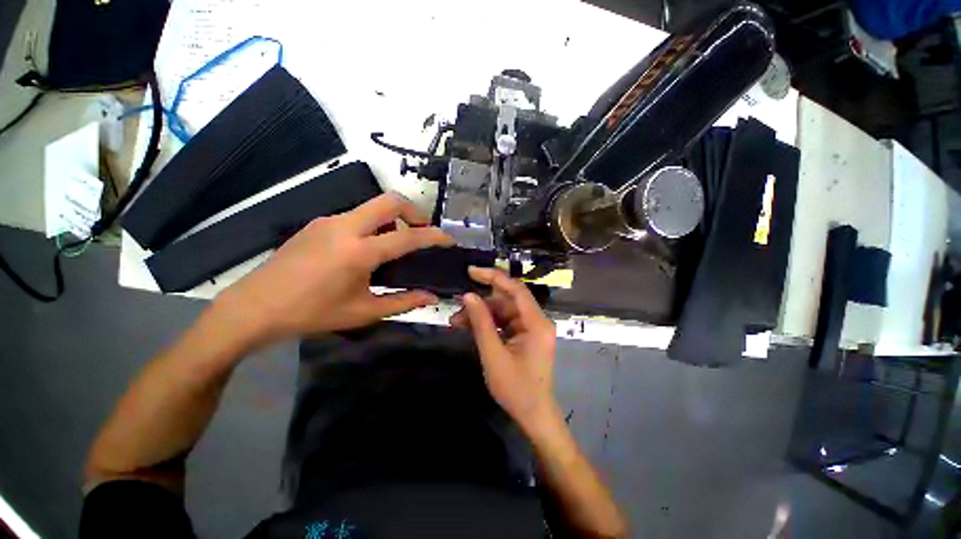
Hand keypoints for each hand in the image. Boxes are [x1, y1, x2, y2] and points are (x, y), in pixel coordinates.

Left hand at [218, 193, 453, 344]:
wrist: (254, 307)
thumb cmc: (312, 313)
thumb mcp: (363, 312)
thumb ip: (403, 302)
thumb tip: (431, 297)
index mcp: (359, 252)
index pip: (408, 237)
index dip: (434, 236)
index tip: (448, 239)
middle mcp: (346, 227)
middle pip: (390, 200)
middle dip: (414, 211)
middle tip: (421, 231)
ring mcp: (329, 221)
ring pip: (372, 206)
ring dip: (392, 219)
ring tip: (395, 245)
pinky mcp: (318, 223)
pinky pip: (356, 216)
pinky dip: (372, 225)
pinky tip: (366, 249)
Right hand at [451, 267, 557, 431]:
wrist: (533, 415)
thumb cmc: (515, 389)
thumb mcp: (493, 354)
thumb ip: (481, 323)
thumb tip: (468, 296)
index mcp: (536, 322)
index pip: (516, 289)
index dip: (494, 277)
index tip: (471, 271)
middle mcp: (536, 320)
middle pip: (507, 300)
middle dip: (481, 302)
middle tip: (457, 306)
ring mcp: (530, 328)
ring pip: (503, 310)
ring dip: (481, 314)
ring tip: (457, 321)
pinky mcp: (524, 335)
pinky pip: (504, 322)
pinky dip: (487, 323)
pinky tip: (468, 327)